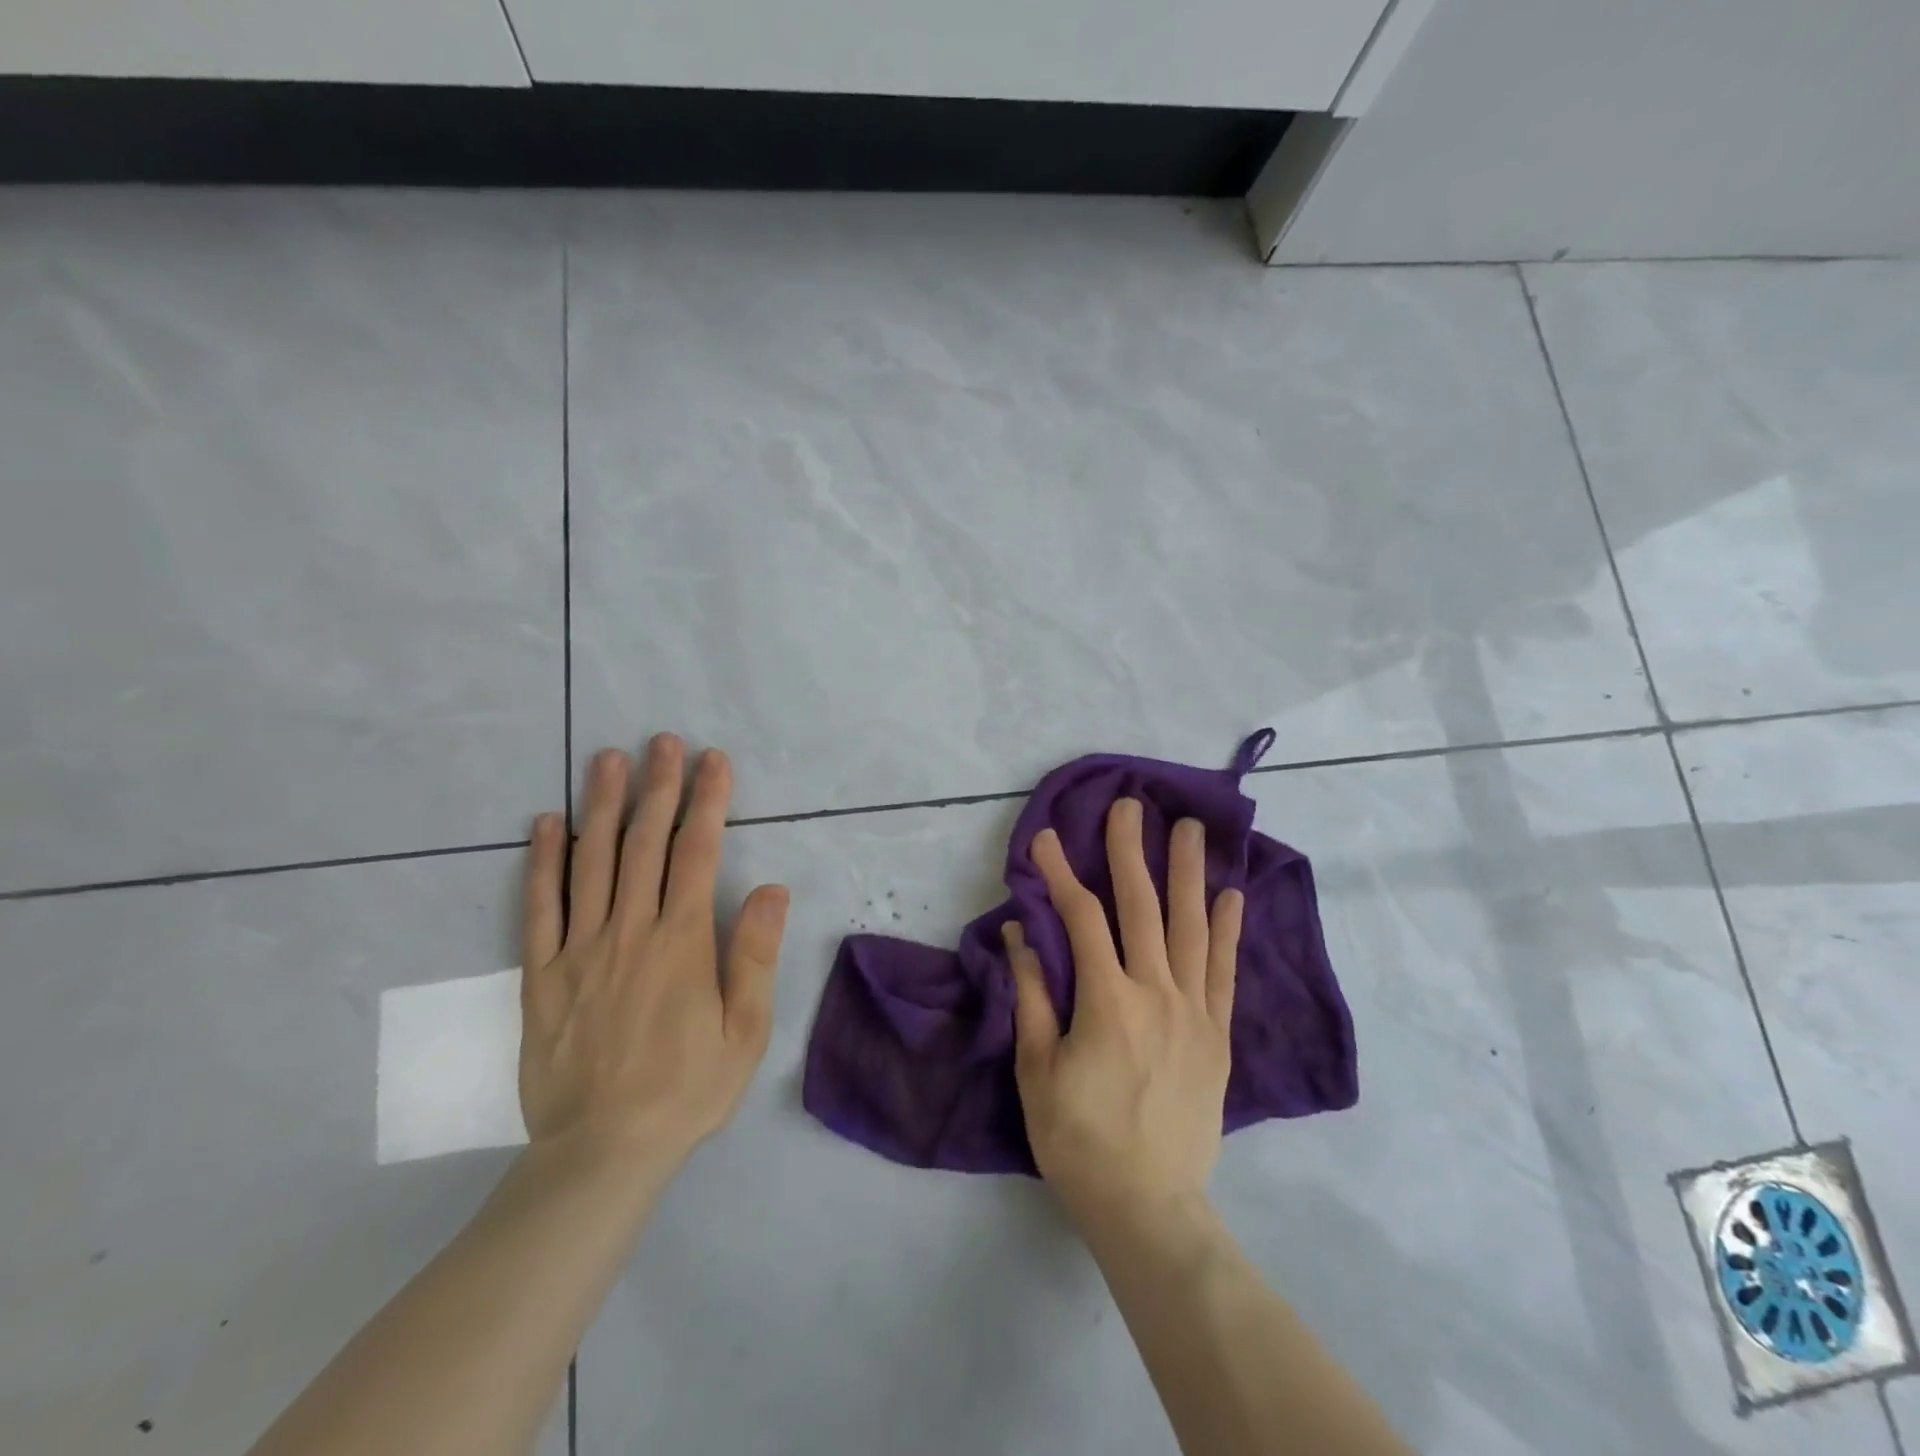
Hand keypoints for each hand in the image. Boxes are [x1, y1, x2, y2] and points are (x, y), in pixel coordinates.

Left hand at [518, 735, 789, 1183]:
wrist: (602, 1152)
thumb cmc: (688, 1089)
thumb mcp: (746, 1031)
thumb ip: (755, 955)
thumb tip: (771, 889)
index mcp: (682, 943)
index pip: (697, 854)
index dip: (708, 802)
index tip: (713, 761)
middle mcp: (630, 932)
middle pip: (643, 844)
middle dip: (657, 787)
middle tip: (662, 742)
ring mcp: (580, 950)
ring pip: (590, 862)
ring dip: (601, 805)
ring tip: (607, 759)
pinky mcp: (541, 974)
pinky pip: (539, 907)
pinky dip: (542, 860)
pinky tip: (546, 822)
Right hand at [1004, 799, 1243, 1224]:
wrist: (1149, 1206)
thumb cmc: (1079, 1139)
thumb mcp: (1037, 1070)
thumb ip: (1032, 995)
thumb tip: (1021, 933)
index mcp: (1107, 1001)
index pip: (1081, 919)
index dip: (1059, 873)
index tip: (1044, 837)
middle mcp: (1156, 993)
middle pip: (1142, 907)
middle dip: (1130, 851)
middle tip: (1129, 805)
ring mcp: (1194, 1012)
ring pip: (1191, 928)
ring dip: (1188, 874)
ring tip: (1190, 829)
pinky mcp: (1217, 1035)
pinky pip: (1223, 971)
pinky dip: (1226, 930)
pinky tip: (1230, 895)